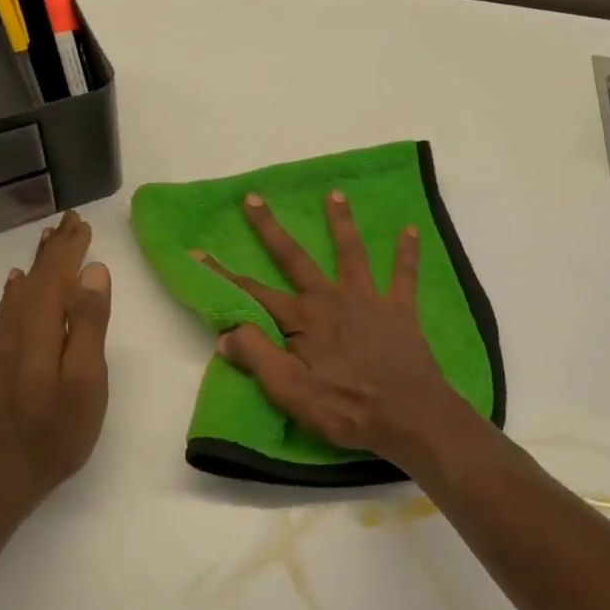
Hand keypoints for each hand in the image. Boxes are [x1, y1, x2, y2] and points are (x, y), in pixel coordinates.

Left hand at [0, 210, 111, 520]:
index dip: (69, 249)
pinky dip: (11, 295)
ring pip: (13, 297)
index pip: (55, 276)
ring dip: (33, 270)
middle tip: (67, 224)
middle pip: (32, 281)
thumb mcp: (85, 385)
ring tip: (46, 248)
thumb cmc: (51, 438)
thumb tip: (93, 272)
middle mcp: (8, 332)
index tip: (81, 222)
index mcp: (36, 331)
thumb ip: (88, 326)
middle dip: (52, 251)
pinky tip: (12, 290)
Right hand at [196, 190, 467, 462]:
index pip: (252, 293)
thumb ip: (257, 357)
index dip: (222, 275)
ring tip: (335, 193)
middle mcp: (332, 298)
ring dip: (341, 222)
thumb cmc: (346, 408)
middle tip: (253, 197)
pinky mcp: (400, 310)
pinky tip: (410, 228)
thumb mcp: (290, 391)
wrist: (409, 415)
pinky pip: (405, 274)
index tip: (198, 253)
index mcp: (303, 318)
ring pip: (351, 252)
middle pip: (295, 257)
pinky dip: (407, 251)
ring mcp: (369, 300)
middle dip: (270, 228)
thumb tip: (226, 333)